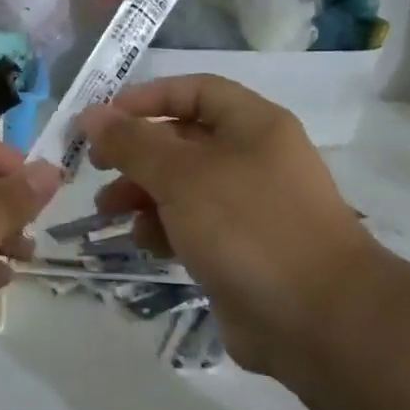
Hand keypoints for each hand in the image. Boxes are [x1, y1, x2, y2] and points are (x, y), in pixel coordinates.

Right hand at [79, 75, 374, 374]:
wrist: (317, 319)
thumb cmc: (248, 227)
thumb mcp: (181, 176)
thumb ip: (132, 142)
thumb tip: (91, 115)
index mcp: (253, 125)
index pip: (195, 91)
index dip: (147, 98)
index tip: (104, 118)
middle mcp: (253, 158)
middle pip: (183, 139)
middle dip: (136, 152)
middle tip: (96, 167)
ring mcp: (250, 206)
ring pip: (183, 185)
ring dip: (142, 192)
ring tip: (108, 211)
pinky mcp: (242, 248)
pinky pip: (193, 224)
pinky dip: (164, 227)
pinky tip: (144, 243)